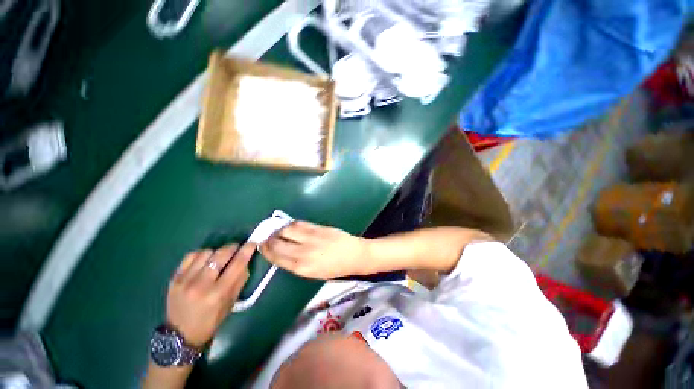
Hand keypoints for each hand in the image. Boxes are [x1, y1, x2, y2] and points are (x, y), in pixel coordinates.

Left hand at [167, 243, 252, 347]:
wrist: (180, 334)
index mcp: (218, 293)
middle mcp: (201, 284)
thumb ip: (240, 279)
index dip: (246, 250)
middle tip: (237, 248)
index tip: (252, 243)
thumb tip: (245, 260)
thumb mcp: (231, 302)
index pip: (237, 264)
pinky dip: (201, 254)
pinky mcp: (174, 278)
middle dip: (233, 247)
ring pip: (206, 252)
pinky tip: (205, 260)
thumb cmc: (211, 320)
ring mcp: (185, 280)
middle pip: (221, 254)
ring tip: (219, 257)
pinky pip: (191, 256)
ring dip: (217, 252)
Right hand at [259, 221, 368, 278]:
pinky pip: (299, 224)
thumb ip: (297, 264)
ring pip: (287, 230)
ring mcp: (311, 238)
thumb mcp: (314, 273)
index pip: (277, 258)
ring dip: (278, 229)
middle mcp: (303, 252)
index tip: (261, 246)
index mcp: (302, 268)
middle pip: (278, 243)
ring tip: (275, 229)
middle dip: (269, 239)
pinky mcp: (318, 228)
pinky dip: (291, 224)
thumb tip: (283, 254)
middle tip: (265, 237)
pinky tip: (288, 225)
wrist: (354, 255)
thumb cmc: (335, 268)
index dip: (267, 251)